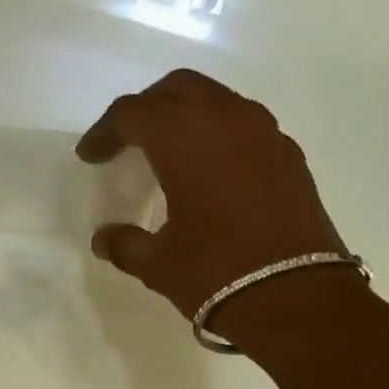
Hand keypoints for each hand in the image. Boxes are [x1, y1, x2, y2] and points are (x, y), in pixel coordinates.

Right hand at [78, 70, 347, 336]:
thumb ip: (126, 244)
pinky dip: (220, 136)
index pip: (132, 113)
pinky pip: (245, 126)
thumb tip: (106, 240)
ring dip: (187, 116)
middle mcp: (225, 119)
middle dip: (146, 109)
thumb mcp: (158, 264)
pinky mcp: (289, 155)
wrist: (298, 298)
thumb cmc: (216, 273)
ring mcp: (264, 133)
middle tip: (128, 140)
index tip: (90, 156)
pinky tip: (213, 173)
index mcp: (184, 137)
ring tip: (170, 153)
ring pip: (216, 100)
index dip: (104, 132)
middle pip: (176, 90)